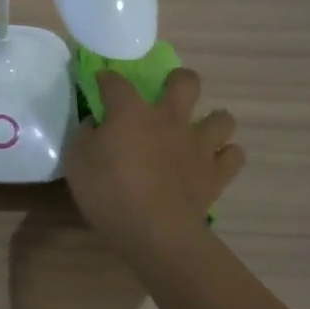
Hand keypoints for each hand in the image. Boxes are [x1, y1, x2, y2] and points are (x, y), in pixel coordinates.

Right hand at [63, 66, 244, 270]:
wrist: (154, 230)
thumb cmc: (108, 193)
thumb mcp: (76, 163)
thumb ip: (84, 137)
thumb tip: (95, 124)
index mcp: (131, 113)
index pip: (116, 83)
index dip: (107, 78)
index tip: (101, 80)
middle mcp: (170, 119)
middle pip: (186, 82)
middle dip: (178, 80)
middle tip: (168, 93)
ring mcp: (198, 145)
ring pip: (222, 118)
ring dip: (212, 121)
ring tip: (199, 134)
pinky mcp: (216, 173)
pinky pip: (233, 155)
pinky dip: (226, 156)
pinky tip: (213, 163)